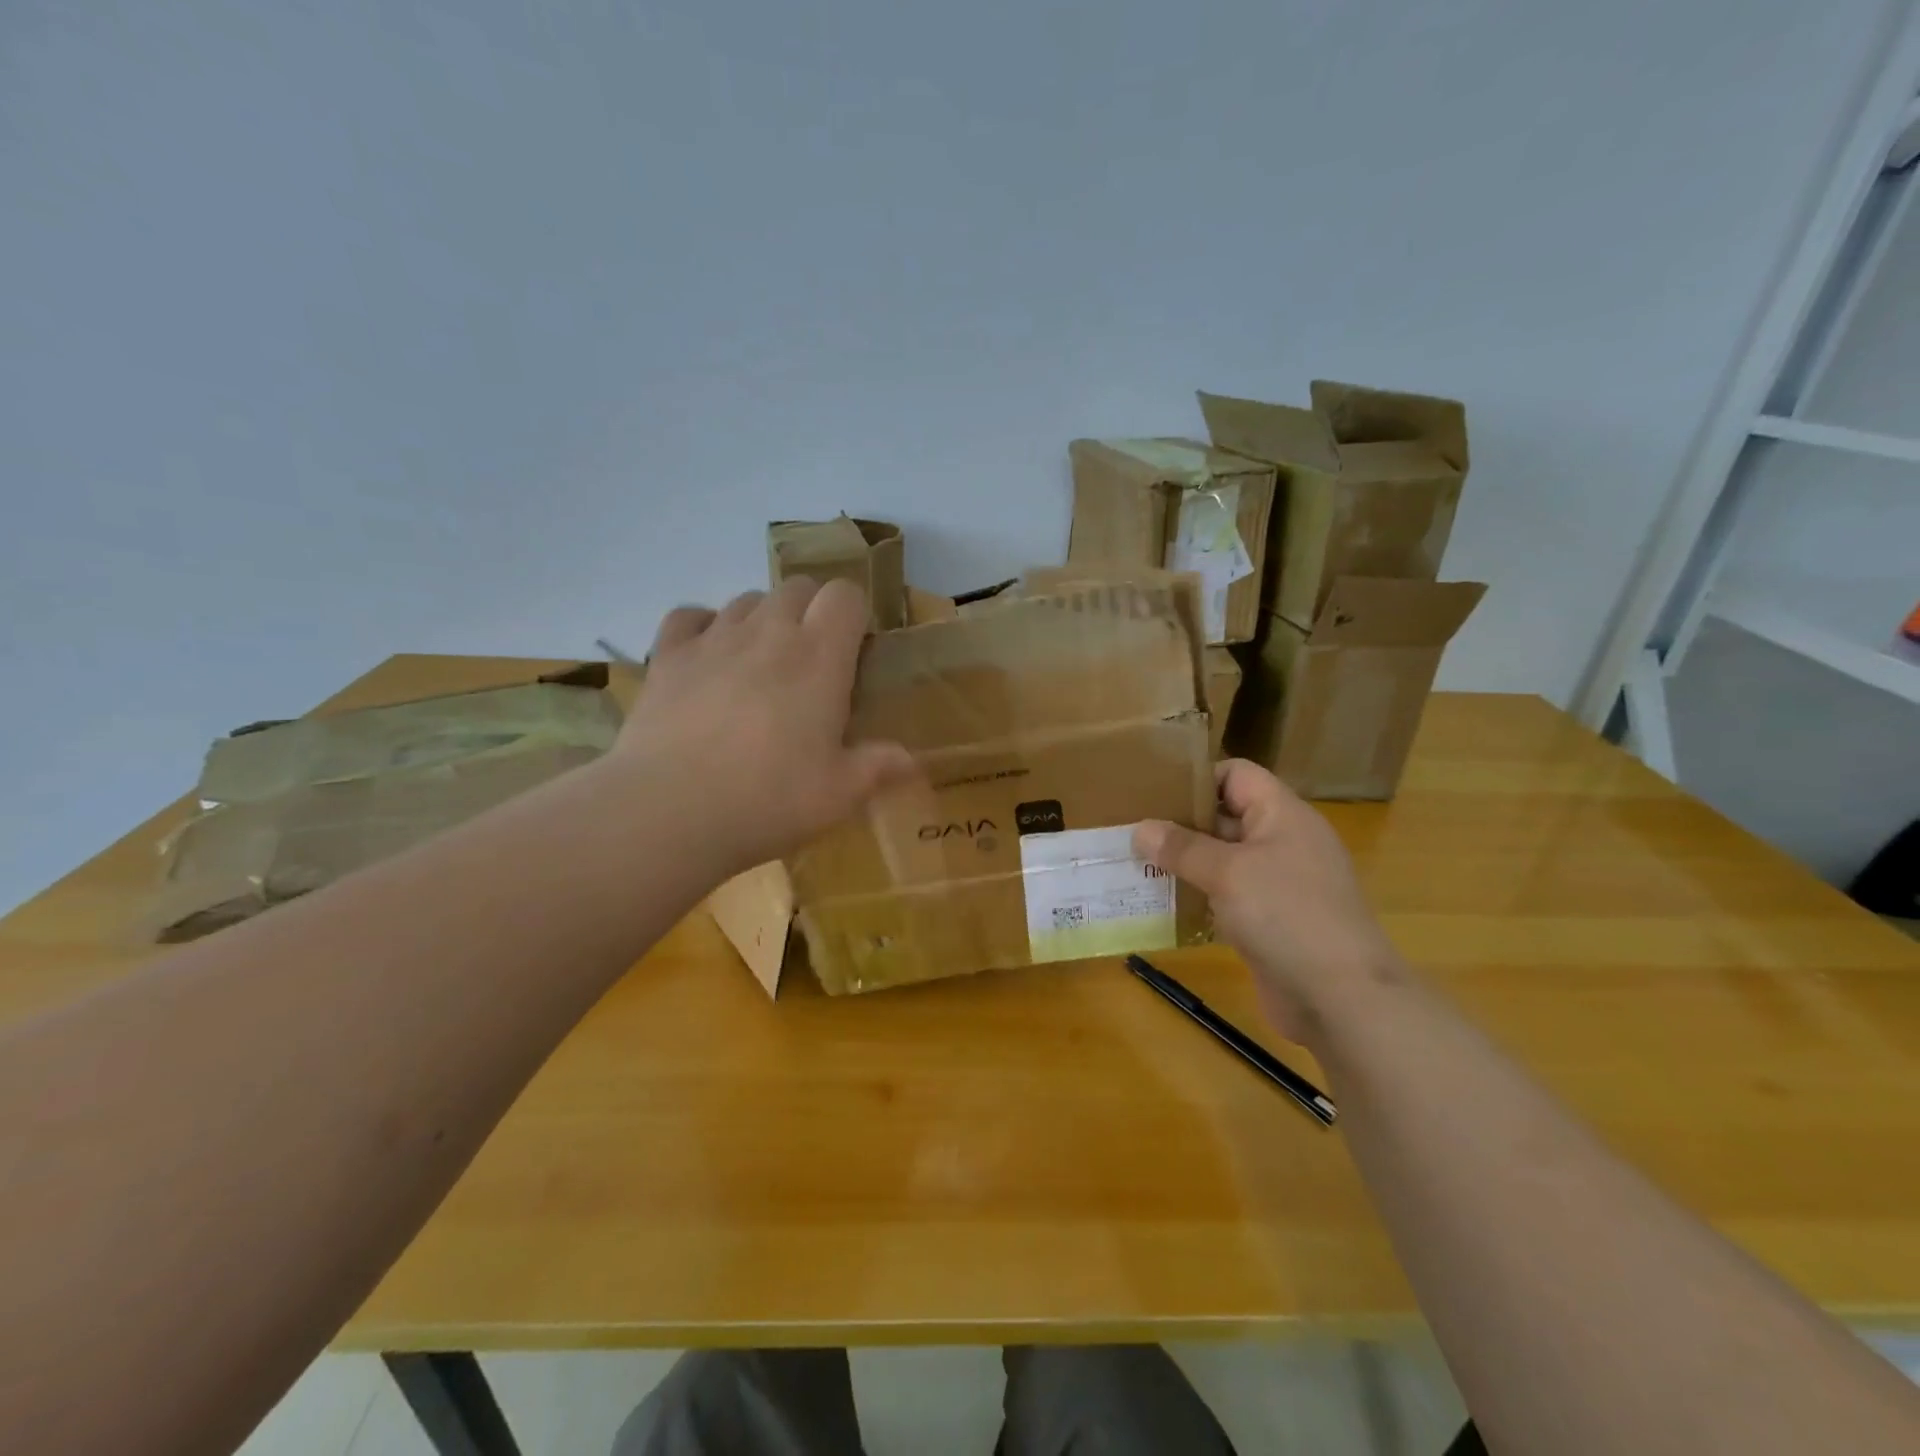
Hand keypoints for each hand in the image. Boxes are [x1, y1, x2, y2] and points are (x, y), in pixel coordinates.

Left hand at [612, 578, 918, 876]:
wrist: (669, 811)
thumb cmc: (769, 800)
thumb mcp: (839, 794)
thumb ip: (879, 767)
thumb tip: (913, 761)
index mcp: (819, 656)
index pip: (844, 594)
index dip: (853, 612)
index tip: (855, 649)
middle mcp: (768, 632)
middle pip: (796, 587)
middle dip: (811, 611)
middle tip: (812, 661)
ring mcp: (713, 639)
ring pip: (746, 600)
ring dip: (762, 619)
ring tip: (761, 663)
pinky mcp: (667, 656)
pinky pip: (689, 616)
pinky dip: (703, 626)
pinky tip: (708, 655)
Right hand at [1133, 760, 1403, 1043]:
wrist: (1342, 998)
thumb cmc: (1287, 916)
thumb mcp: (1228, 872)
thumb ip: (1182, 847)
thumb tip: (1140, 829)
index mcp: (1282, 815)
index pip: (1236, 774)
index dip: (1197, 777)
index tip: (1152, 791)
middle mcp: (1282, 842)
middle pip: (1226, 816)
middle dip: (1180, 822)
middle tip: (1131, 829)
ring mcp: (1279, 884)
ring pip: (1223, 859)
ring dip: (1184, 863)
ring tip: (1136, 864)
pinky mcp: (1271, 921)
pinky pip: (1227, 896)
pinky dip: (1198, 896)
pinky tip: (1162, 903)